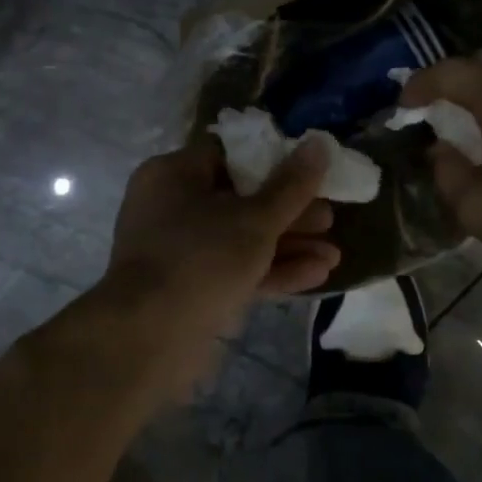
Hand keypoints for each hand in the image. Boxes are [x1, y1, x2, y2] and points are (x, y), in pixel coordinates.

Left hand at [85, 137, 339, 403]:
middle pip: (240, 199)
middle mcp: (171, 206)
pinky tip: (317, 276)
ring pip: (240, 239)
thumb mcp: (255, 219)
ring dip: (287, 245)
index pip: (228, 154)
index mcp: (174, 174)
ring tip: (334, 254)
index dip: (273, 161)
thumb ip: (292, 185)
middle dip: (289, 212)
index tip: (309, 172)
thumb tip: (320, 142)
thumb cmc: (201, 259)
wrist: (148, 340)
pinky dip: (270, 270)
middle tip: (329, 219)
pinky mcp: (189, 289)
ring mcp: (179, 251)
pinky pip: (233, 270)